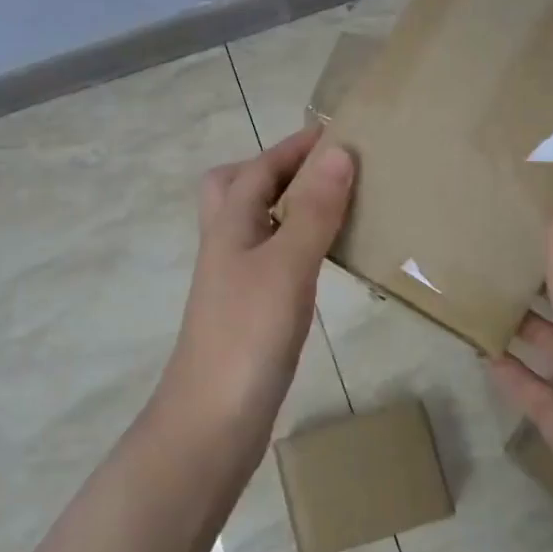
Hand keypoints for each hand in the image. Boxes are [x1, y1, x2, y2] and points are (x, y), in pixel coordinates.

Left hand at [159, 126, 354, 444]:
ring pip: (256, 224)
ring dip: (286, 205)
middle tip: (320, 170)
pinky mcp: (247, 309)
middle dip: (274, 169)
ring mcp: (234, 279)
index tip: (336, 130)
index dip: (294, 146)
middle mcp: (226, 244)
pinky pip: (271, 256)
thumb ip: (313, 209)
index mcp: (229, 224)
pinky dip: (294, 243)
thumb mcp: (287, 265)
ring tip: (333, 204)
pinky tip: (320, 260)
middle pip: (237, 188)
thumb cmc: (247, 335)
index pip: (259, 168)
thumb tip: (339, 150)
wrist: (212, 421)